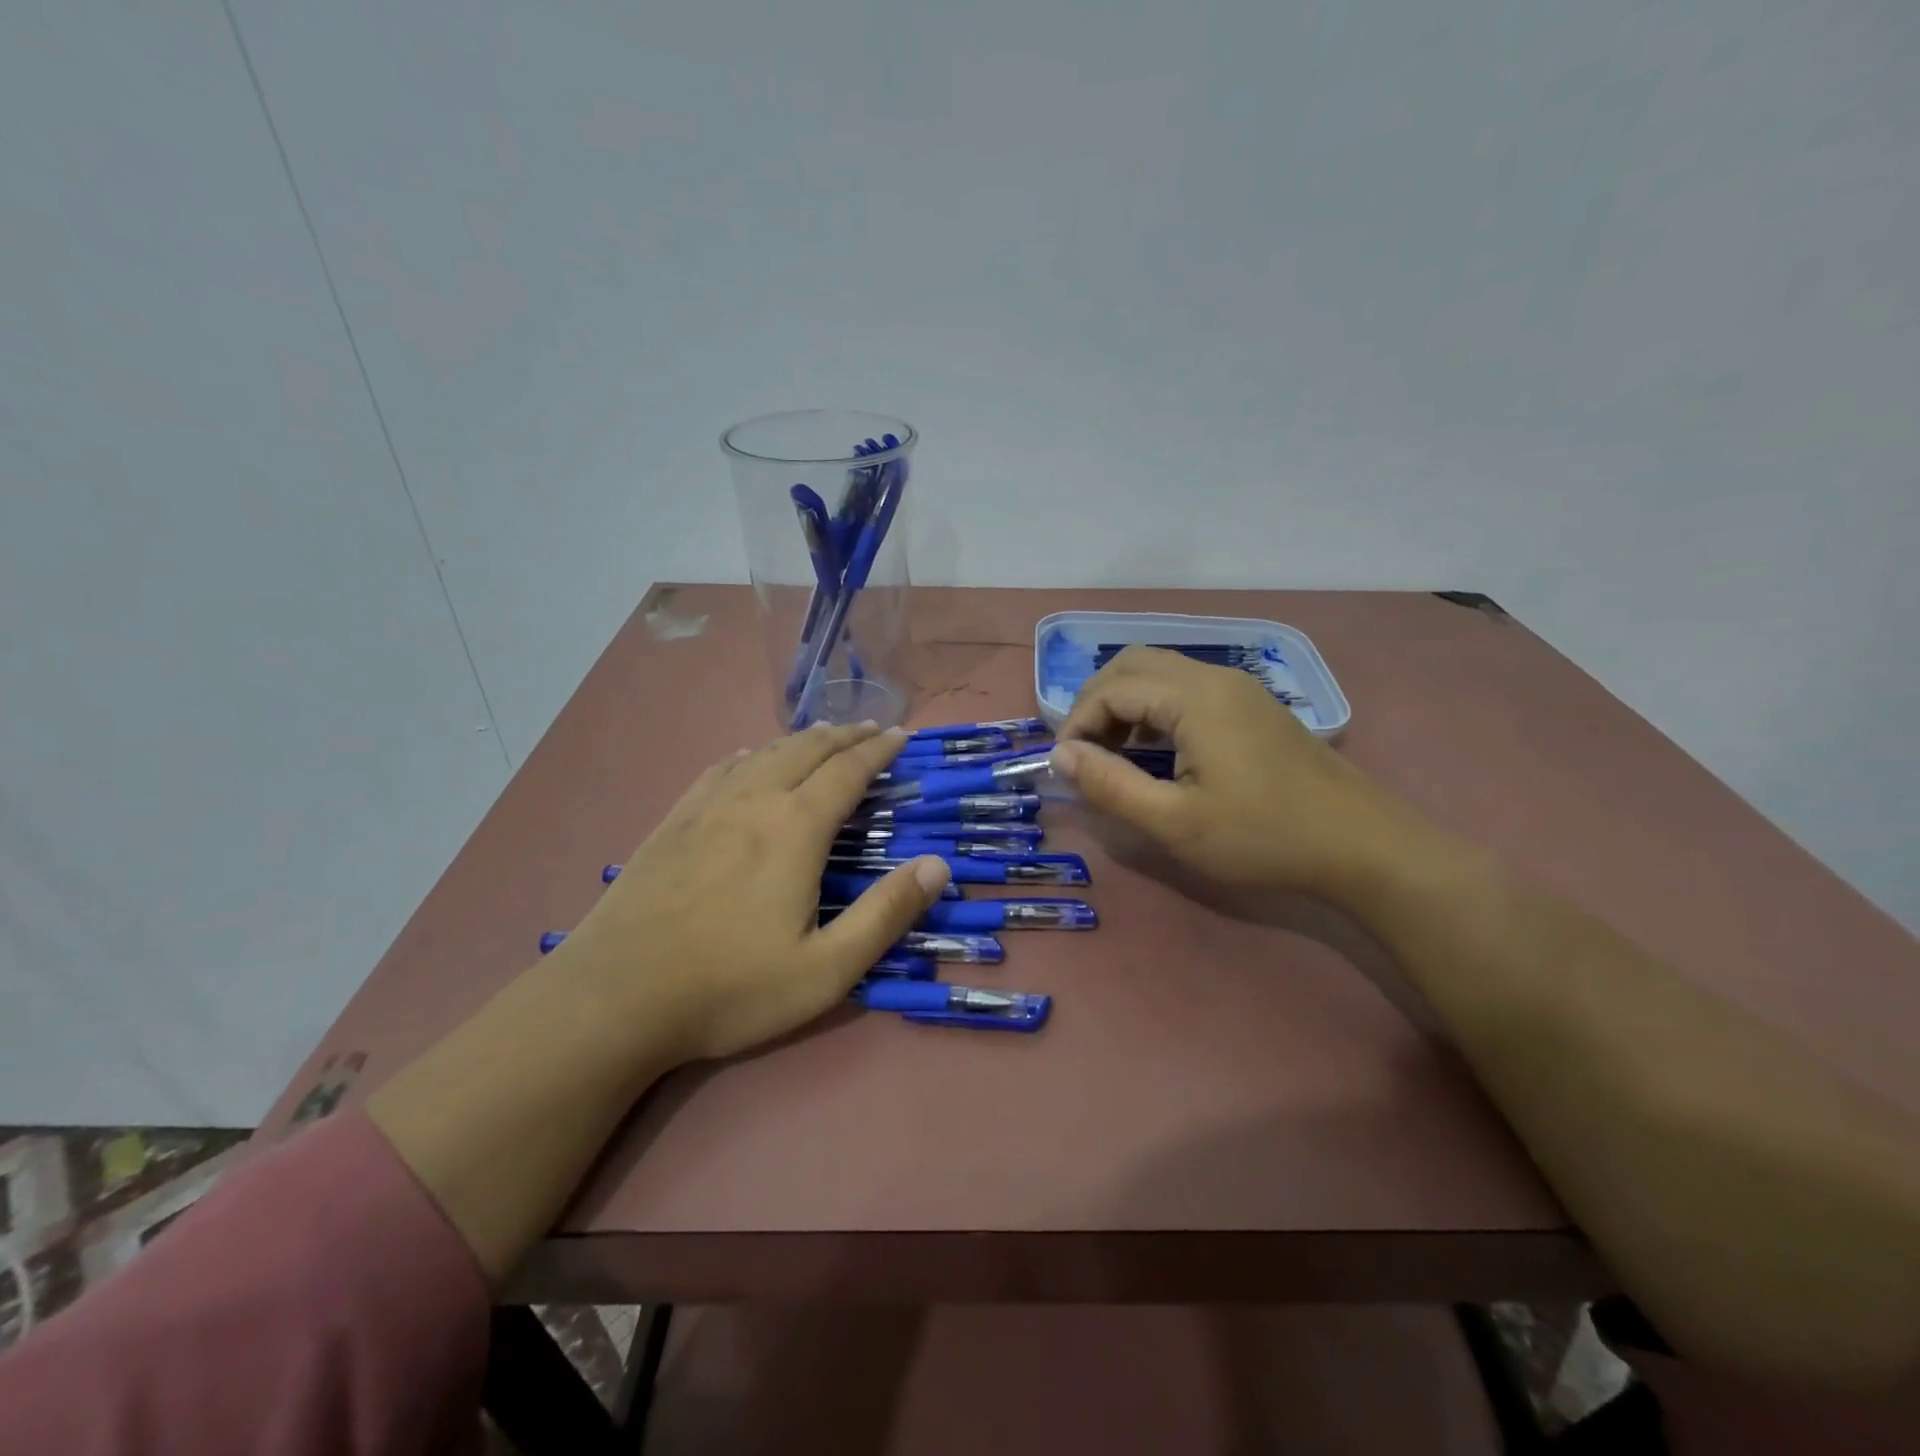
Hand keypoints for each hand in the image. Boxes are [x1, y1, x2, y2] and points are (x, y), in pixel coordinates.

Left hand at [552, 723, 950, 1062]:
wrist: (614, 998)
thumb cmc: (730, 988)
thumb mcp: (826, 970)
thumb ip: (886, 915)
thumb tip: (939, 865)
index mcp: (796, 829)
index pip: (848, 771)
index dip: (878, 751)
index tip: (900, 736)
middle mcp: (754, 802)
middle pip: (807, 751)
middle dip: (845, 736)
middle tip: (871, 728)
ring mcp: (706, 808)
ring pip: (763, 755)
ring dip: (800, 740)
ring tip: (822, 735)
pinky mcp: (671, 823)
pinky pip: (718, 771)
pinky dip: (747, 756)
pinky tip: (747, 759)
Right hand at [1051, 648, 1450, 910]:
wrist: (1361, 846)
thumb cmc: (1264, 836)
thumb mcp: (1175, 823)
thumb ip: (1110, 785)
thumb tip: (1061, 755)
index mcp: (1194, 698)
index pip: (1112, 689)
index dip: (1077, 723)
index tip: (1066, 766)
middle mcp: (1215, 678)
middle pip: (1133, 664)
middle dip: (1097, 702)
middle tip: (1085, 752)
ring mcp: (1239, 688)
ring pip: (1161, 673)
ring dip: (1126, 704)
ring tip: (1114, 754)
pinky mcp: (1252, 706)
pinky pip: (1186, 689)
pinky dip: (1155, 709)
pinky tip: (1157, 751)